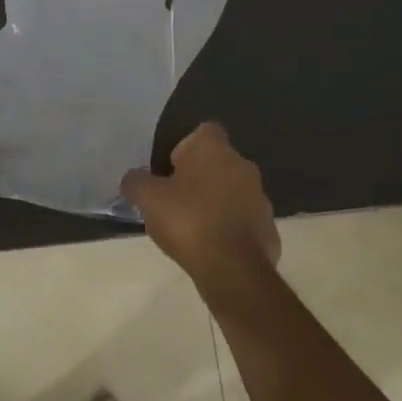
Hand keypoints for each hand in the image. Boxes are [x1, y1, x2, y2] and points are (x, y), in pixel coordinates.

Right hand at [121, 122, 279, 299]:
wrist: (233, 270)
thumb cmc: (188, 221)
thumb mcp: (148, 199)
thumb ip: (136, 182)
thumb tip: (133, 178)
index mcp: (215, 150)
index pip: (204, 131)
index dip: (185, 145)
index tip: (170, 166)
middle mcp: (243, 166)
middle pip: (218, 161)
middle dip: (199, 175)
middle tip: (175, 197)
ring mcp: (261, 198)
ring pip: (233, 190)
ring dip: (216, 201)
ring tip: (192, 224)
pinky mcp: (269, 228)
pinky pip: (243, 219)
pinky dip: (229, 227)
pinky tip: (211, 245)